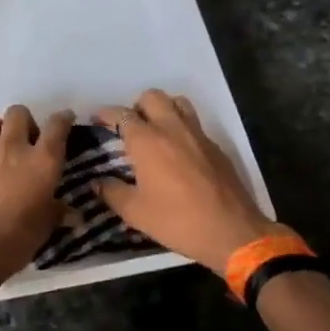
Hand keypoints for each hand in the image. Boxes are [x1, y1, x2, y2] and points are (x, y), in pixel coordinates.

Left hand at [0, 105, 73, 293]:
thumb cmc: (16, 239)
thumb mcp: (44, 228)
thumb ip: (56, 212)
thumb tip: (71, 214)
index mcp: (42, 161)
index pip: (57, 126)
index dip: (63, 119)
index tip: (66, 119)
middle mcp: (14, 147)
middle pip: (18, 113)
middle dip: (25, 121)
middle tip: (27, 141)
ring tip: (1, 148)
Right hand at [95, 90, 291, 276]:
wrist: (232, 232)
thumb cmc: (177, 221)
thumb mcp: (136, 213)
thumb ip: (112, 193)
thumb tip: (98, 183)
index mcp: (148, 141)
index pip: (122, 115)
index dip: (106, 114)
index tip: (97, 120)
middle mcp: (172, 129)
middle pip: (152, 97)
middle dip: (136, 106)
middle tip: (129, 127)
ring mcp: (198, 135)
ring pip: (177, 103)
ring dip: (162, 109)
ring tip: (155, 131)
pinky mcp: (216, 147)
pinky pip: (195, 124)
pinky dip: (182, 128)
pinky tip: (179, 152)